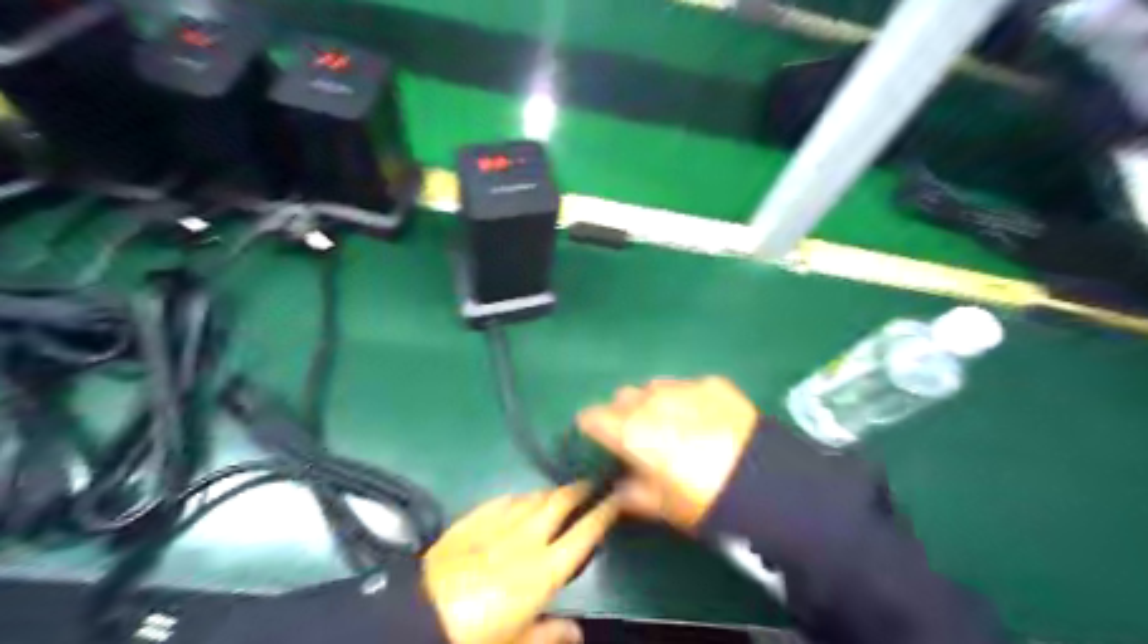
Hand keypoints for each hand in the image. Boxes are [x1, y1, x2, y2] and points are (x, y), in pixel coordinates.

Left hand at [424, 482, 617, 643]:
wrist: (416, 615)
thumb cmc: (473, 635)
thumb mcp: (515, 643)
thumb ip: (548, 635)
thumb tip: (576, 631)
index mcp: (543, 570)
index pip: (583, 534)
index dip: (603, 514)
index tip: (615, 499)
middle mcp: (526, 539)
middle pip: (559, 502)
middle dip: (578, 490)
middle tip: (589, 485)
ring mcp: (497, 524)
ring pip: (533, 497)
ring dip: (549, 493)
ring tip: (558, 494)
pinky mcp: (472, 519)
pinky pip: (503, 499)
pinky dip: (518, 497)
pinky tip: (519, 499)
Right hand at [580, 375, 758, 531]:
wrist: (766, 483)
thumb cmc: (704, 500)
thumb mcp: (661, 507)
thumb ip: (631, 495)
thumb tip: (620, 487)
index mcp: (631, 430)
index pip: (592, 416)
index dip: (592, 428)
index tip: (599, 440)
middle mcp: (651, 400)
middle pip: (622, 397)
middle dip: (623, 414)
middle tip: (639, 437)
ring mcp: (683, 387)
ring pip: (654, 388)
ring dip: (653, 403)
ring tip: (674, 426)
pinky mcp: (712, 383)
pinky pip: (686, 387)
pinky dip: (686, 400)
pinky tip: (705, 420)